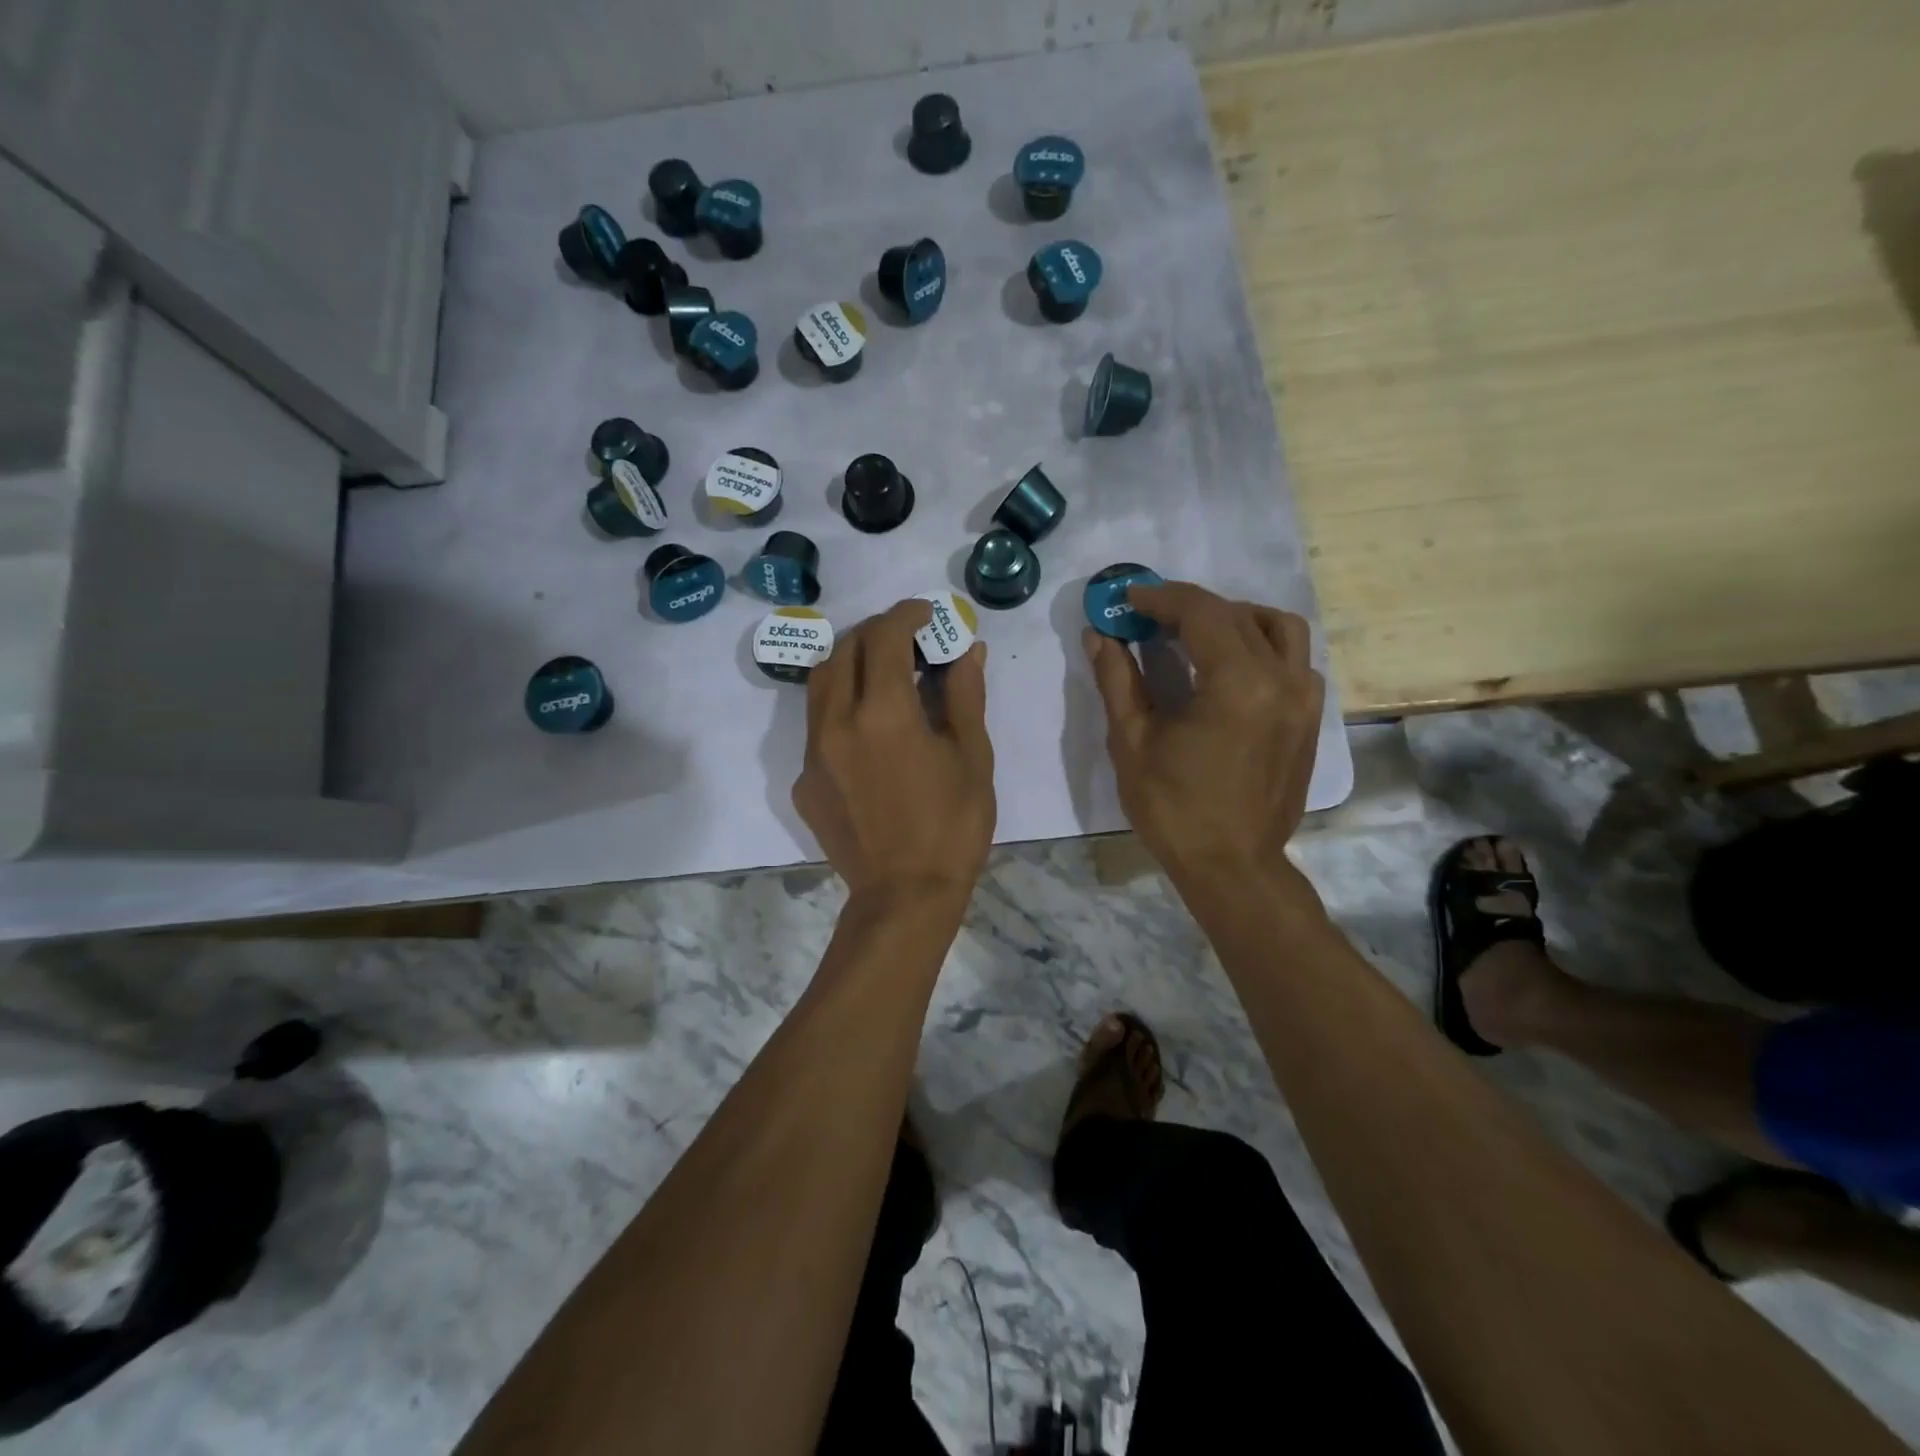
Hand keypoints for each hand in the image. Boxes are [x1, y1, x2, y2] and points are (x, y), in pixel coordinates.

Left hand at [794, 599, 995, 907]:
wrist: (904, 896)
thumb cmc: (952, 826)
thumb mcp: (972, 757)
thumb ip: (964, 695)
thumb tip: (967, 650)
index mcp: (883, 712)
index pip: (885, 636)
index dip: (906, 615)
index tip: (926, 614)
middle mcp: (837, 722)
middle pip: (844, 650)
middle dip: (876, 632)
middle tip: (906, 639)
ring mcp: (812, 752)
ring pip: (820, 684)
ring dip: (849, 663)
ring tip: (881, 672)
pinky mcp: (803, 781)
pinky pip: (816, 726)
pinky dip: (841, 708)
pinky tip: (868, 730)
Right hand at [1084, 582, 1324, 880]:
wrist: (1232, 865)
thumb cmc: (1174, 809)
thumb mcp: (1132, 742)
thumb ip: (1117, 680)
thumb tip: (1098, 635)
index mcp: (1237, 684)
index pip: (1202, 613)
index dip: (1161, 598)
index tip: (1128, 599)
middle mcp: (1281, 680)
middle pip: (1236, 615)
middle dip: (1189, 607)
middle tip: (1149, 618)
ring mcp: (1303, 699)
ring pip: (1278, 628)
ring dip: (1235, 618)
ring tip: (1197, 635)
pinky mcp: (1309, 718)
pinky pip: (1294, 660)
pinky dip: (1262, 647)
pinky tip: (1231, 669)